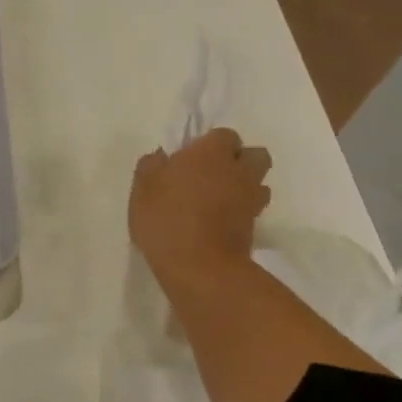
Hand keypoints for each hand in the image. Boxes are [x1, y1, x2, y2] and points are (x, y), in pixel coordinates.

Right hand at [129, 127, 271, 284]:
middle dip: (238, 159)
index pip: (224, 134)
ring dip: (244, 183)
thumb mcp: (142, 190)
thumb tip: (160, 156)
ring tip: (219, 197)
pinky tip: (221, 218)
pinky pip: (253, 206)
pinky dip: (242, 208)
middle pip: (254, 154)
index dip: (209, 143)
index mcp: (209, 154)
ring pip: (259, 180)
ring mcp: (250, 198)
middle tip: (212, 173)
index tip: (189, 158)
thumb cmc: (165, 219)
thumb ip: (150, 166)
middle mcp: (237, 170)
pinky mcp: (255, 224)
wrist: (199, 266)